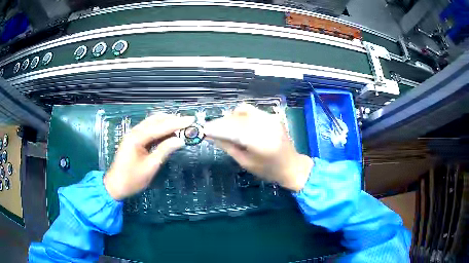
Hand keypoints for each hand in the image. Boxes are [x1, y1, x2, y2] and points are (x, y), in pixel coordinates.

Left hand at [104, 114, 193, 199]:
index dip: (176, 123)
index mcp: (137, 138)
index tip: (191, 119)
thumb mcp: (150, 167)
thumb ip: (164, 151)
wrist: (115, 185)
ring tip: (181, 124)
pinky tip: (169, 131)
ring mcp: (133, 134)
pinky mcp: (134, 139)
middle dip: (172, 119)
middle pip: (155, 119)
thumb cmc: (132, 179)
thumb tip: (180, 140)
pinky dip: (160, 128)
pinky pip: (149, 128)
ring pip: (152, 122)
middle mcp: (134, 131)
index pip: (160, 126)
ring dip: (166, 122)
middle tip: (188, 121)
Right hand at [204, 104, 312, 191]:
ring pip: (243, 110)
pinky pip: (252, 110)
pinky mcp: (271, 116)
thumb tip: (211, 136)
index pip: (231, 129)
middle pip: (236, 117)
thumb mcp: (245, 162)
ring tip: (227, 128)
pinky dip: (241, 115)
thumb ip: (228, 146)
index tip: (204, 129)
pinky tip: (239, 125)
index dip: (216, 128)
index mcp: (258, 141)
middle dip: (222, 122)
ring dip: (231, 117)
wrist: (291, 165)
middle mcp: (264, 125)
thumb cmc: (268, 170)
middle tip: (213, 130)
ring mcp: (270, 118)